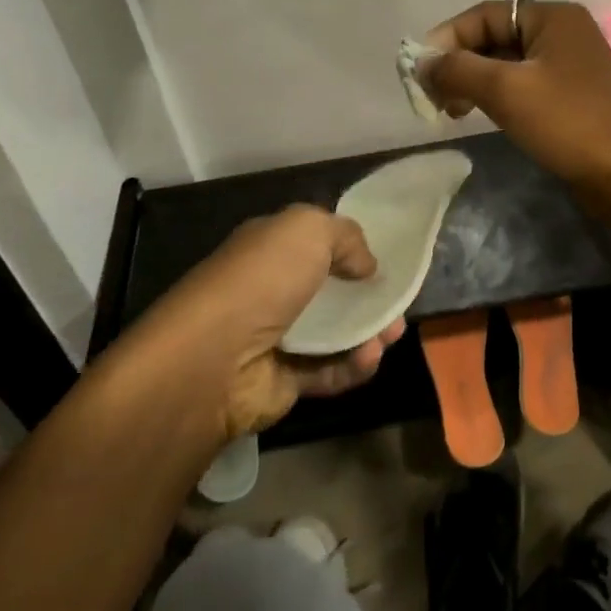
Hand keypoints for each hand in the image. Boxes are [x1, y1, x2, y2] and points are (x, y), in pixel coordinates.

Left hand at [125, 205, 399, 441]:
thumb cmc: (262, 280)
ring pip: (335, 334)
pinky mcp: (283, 382)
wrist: (213, 359)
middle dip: (368, 298)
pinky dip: (353, 366)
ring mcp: (276, 339)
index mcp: (269, 250)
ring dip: (368, 334)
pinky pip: (328, 371)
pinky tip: (370, 358)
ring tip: (392, 335)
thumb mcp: (307, 229)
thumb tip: (366, 265)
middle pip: (331, 293)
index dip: (350, 250)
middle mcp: (271, 291)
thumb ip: (346, 236)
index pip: (314, 244)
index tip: (383, 261)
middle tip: (397, 305)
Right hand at [421, 0, 610, 207]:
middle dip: (460, 63)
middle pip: (495, 37)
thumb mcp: (506, 90)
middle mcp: (564, 33)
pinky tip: (483, 116)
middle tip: (434, 98)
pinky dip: (498, 97)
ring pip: (508, 64)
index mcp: (553, 17)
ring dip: (475, 82)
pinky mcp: (574, 97)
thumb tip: (422, 63)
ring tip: (453, 111)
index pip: (484, 14)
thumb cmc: (569, 123)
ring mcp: (571, 66)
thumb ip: (458, 70)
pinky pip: (525, 86)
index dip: (447, 39)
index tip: (419, 72)